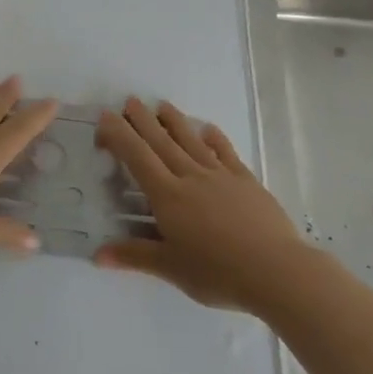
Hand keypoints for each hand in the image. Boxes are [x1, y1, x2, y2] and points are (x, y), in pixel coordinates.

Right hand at [94, 97, 308, 312]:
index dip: (120, 135)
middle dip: (143, 120)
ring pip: (192, 141)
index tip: (106, 117)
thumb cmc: (217, 272)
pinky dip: (215, 138)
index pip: (137, 157)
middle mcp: (191, 177)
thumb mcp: (171, 268)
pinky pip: (226, 153)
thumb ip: (134, 256)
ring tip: (162, 105)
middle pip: (162, 142)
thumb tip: (97, 255)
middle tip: (130, 101)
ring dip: (175, 121)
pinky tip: (209, 128)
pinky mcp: (246, 181)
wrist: (275, 270)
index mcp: (168, 196)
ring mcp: (220, 175)